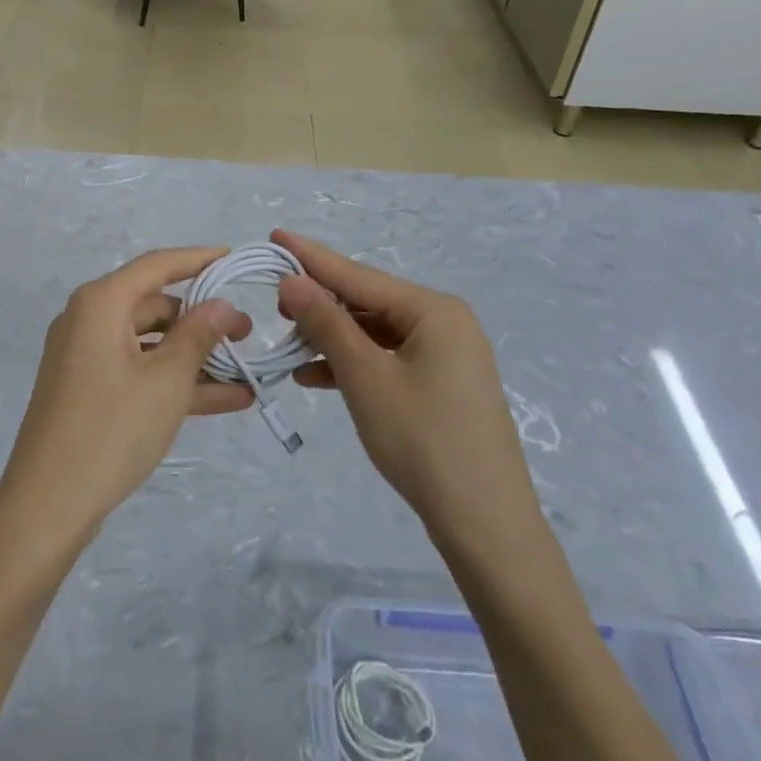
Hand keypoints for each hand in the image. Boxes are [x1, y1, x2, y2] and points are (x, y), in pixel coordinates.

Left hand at [0, 248, 253, 558]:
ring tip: (245, 370)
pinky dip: (173, 381)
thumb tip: (222, 304)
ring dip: (194, 357)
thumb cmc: (111, 429)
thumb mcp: (166, 381)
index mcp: (101, 303)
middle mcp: (88, 319)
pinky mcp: (88, 389)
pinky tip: (224, 399)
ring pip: (150, 343)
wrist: (48, 504)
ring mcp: (85, 356)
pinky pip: (138, 371)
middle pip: (153, 305)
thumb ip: (198, 335)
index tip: (233, 258)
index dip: (198, 259)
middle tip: (247, 334)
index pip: (157, 265)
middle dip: (202, 319)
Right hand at [271, 230, 542, 554]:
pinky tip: (315, 376)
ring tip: (289, 345)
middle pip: (367, 301)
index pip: (358, 274)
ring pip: (374, 333)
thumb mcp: (365, 377)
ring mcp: (445, 356)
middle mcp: (443, 323)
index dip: (312, 257)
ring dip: (332, 338)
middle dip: (320, 303)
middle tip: (275, 306)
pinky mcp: (441, 385)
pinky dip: (352, 364)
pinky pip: (387, 359)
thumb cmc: (422, 440)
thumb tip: (291, 281)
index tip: (275, 236)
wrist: (485, 524)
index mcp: (433, 311)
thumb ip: (326, 324)